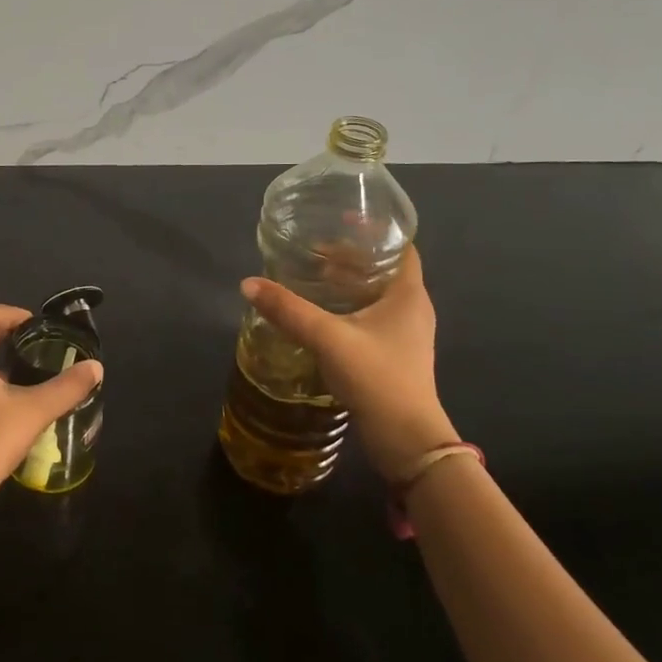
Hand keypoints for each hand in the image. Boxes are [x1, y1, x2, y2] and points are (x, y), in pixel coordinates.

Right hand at [241, 245, 458, 480]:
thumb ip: (288, 310)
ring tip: (312, 277)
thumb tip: (248, 284)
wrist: (406, 440)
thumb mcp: (328, 338)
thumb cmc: (377, 377)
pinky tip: (320, 315)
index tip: (342, 220)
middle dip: (351, 258)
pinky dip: (348, 308)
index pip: (400, 247)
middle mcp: (412, 309)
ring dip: (348, 284)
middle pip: (383, 270)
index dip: (374, 231)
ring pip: (376, 296)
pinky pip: (371, 318)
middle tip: (314, 249)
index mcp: (408, 295)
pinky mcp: (394, 356)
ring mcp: (405, 335)